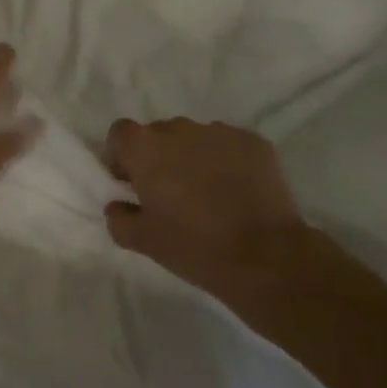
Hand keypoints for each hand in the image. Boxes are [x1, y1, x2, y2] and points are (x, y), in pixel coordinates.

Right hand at [102, 118, 308, 295]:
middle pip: (159, 135)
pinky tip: (239, 193)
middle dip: (160, 158)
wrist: (268, 259)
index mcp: (145, 147)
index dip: (122, 156)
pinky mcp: (253, 141)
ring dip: (194, 158)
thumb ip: (119, 218)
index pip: (121, 134)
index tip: (132, 183)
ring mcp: (218, 131)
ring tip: (211, 195)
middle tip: (173, 194)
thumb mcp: (145, 242)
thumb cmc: (196, 248)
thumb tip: (118, 205)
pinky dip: (228, 163)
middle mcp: (177, 128)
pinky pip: (229, 146)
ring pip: (195, 139)